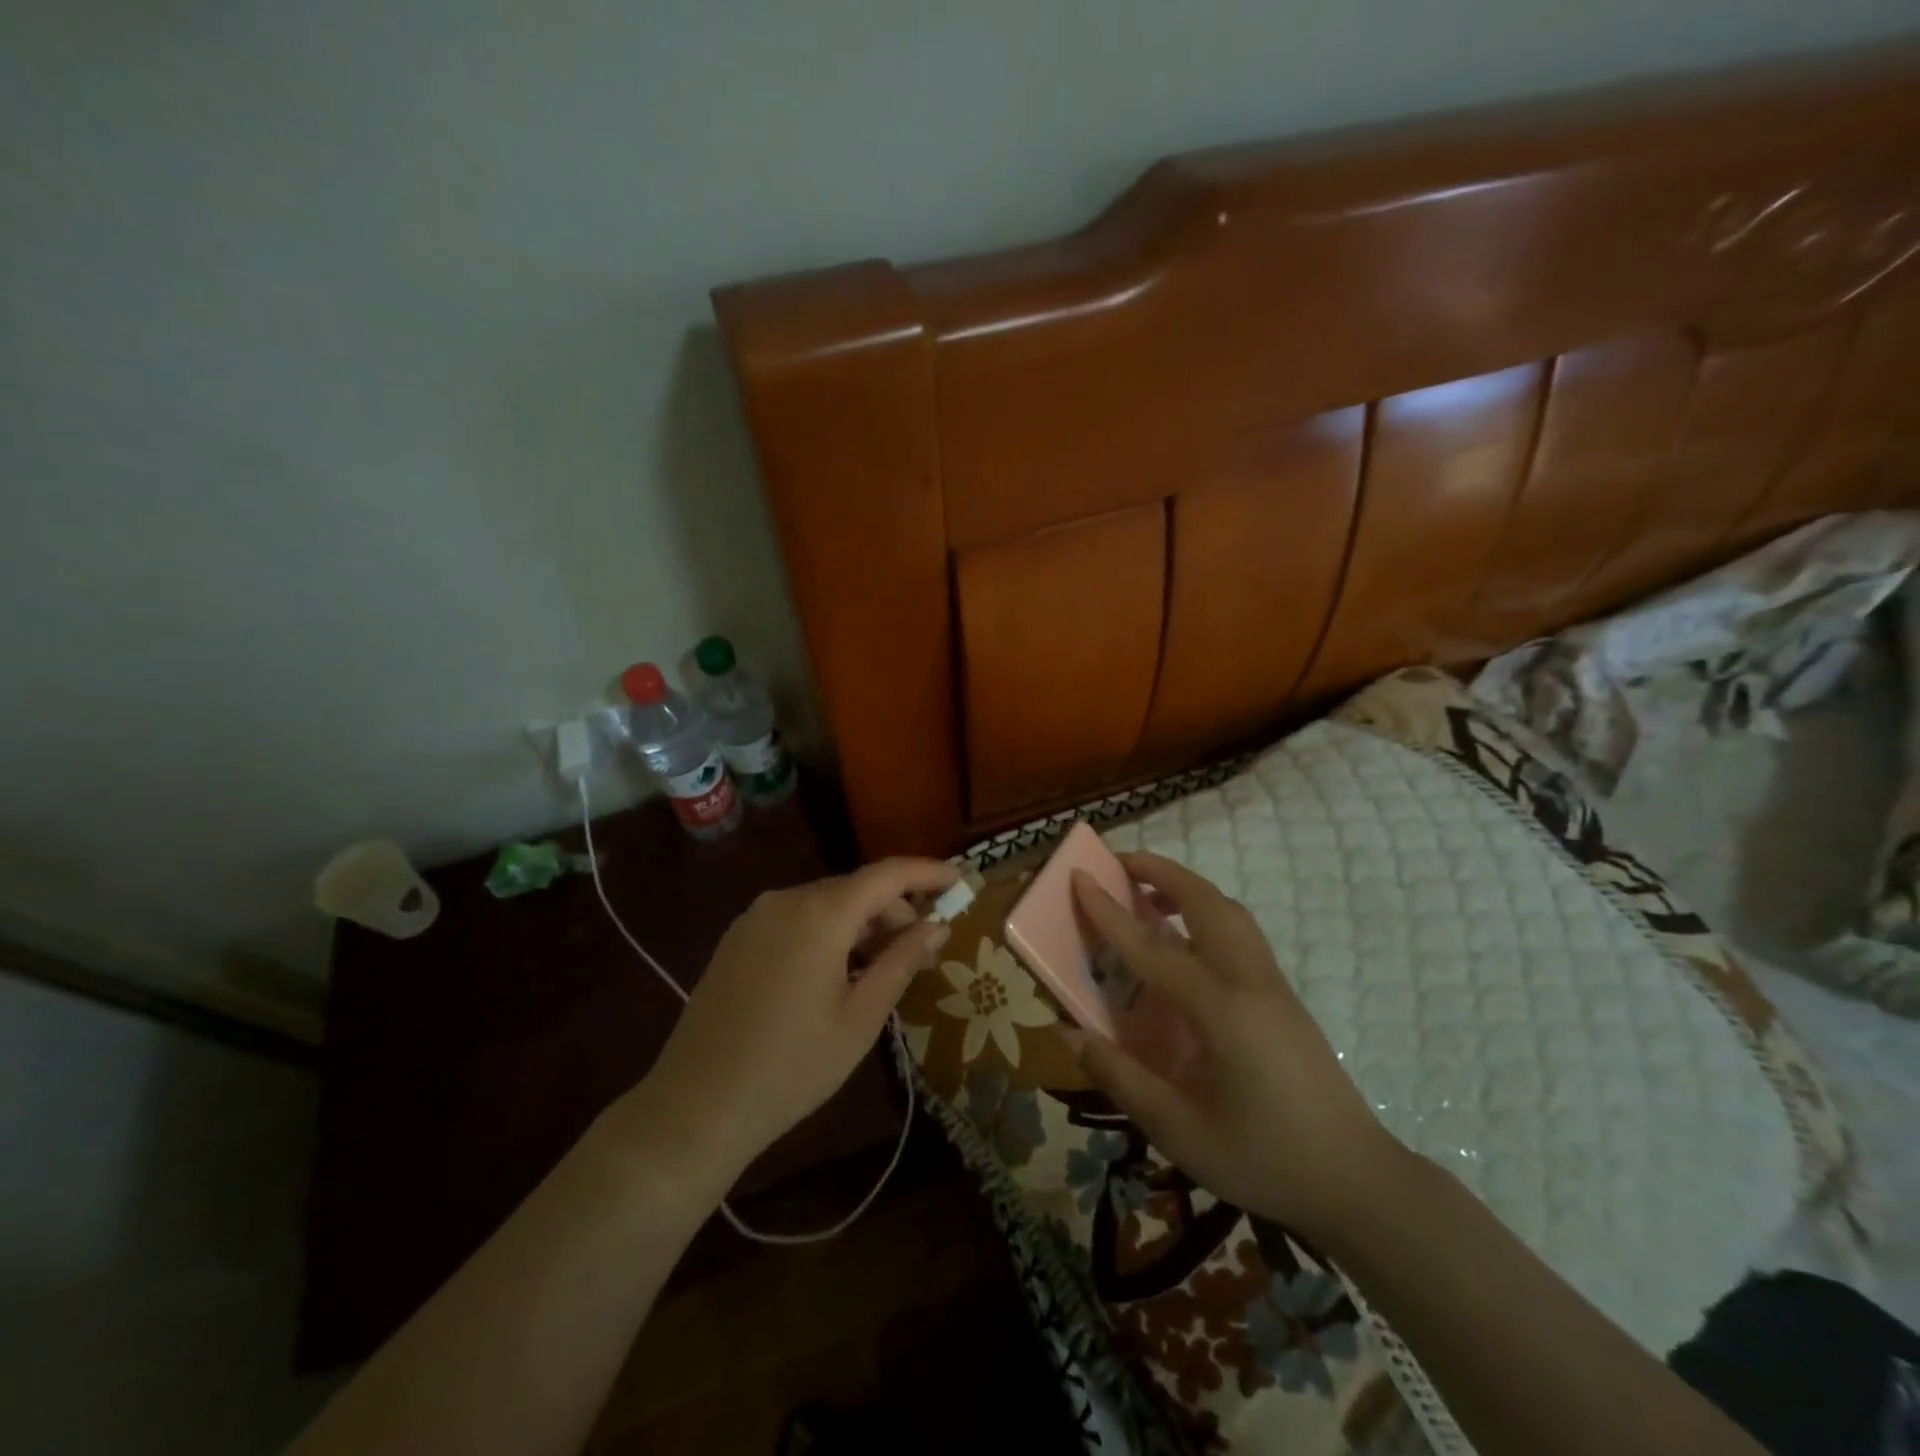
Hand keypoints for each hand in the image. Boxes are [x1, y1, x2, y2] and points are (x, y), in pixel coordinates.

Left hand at [640, 858, 958, 1173]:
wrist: (695, 1105)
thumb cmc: (792, 1067)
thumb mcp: (861, 1018)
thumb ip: (901, 961)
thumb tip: (937, 926)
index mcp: (821, 914)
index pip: (887, 875)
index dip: (927, 873)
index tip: (959, 880)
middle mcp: (786, 899)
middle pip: (856, 889)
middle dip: (895, 911)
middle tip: (922, 951)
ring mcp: (756, 916)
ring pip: (826, 903)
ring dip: (862, 924)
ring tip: (881, 968)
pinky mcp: (738, 937)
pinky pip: (797, 918)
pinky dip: (829, 932)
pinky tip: (837, 972)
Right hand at [1070, 852, 1403, 1240]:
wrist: (1356, 1180)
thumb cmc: (1263, 1159)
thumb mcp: (1179, 1131)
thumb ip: (1120, 1076)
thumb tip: (1068, 1033)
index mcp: (1221, 1010)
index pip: (1153, 947)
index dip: (1109, 911)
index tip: (1079, 876)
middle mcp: (1249, 981)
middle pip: (1204, 902)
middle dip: (1160, 872)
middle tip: (1118, 864)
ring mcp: (1273, 983)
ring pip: (1229, 910)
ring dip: (1187, 887)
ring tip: (1149, 892)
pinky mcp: (1283, 995)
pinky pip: (1240, 930)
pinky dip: (1207, 910)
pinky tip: (1186, 939)